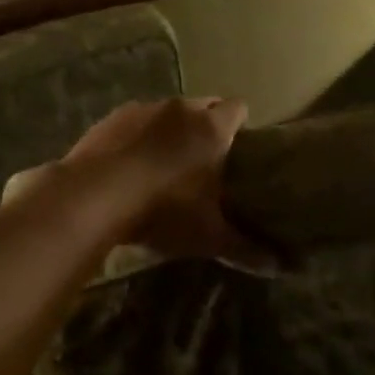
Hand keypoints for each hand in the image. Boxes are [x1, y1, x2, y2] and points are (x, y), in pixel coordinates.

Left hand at [39, 98, 275, 268]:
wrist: (94, 196)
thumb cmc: (164, 210)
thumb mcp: (209, 236)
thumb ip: (246, 249)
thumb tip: (280, 269)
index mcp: (212, 128)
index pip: (239, 108)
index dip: (241, 124)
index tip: (239, 147)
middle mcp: (181, 109)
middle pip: (204, 105)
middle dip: (207, 124)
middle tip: (205, 159)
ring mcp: (143, 109)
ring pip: (168, 112)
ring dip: (170, 129)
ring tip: (164, 163)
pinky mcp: (111, 119)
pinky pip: (134, 121)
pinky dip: (137, 137)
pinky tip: (129, 165)